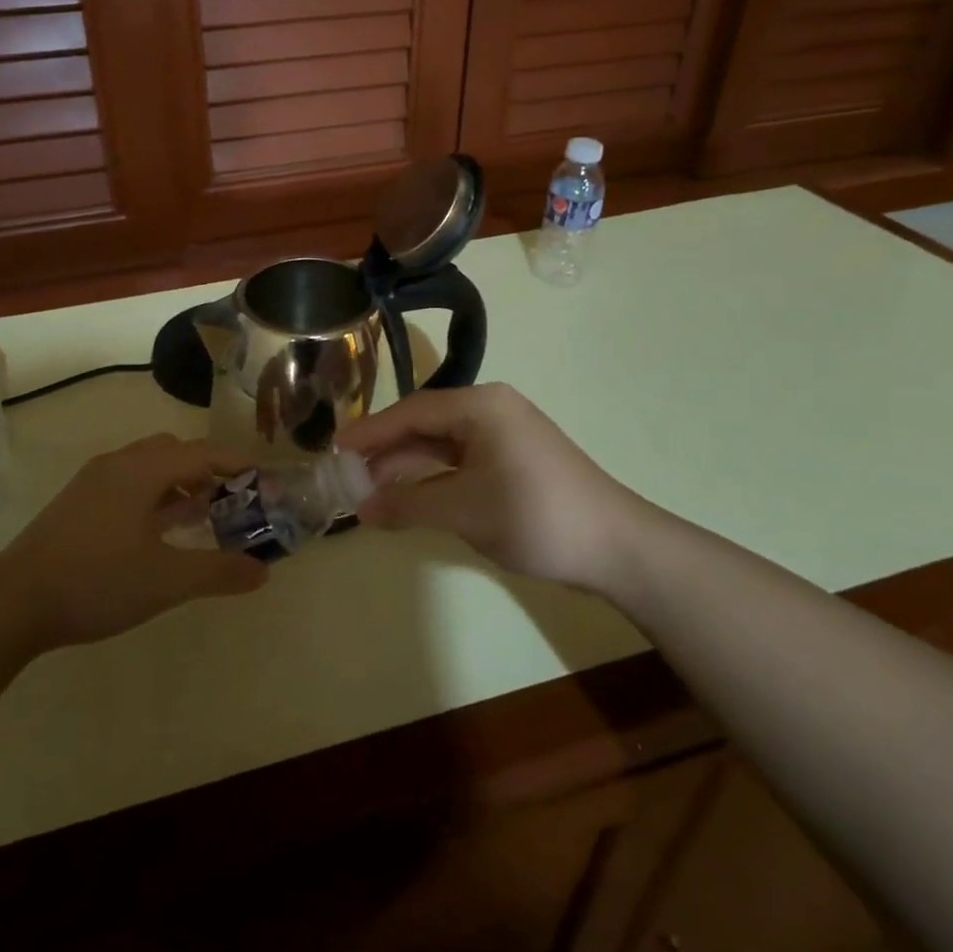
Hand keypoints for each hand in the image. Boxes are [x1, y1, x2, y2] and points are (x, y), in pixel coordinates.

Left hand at [0, 434, 269, 647]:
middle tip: (228, 498)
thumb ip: (218, 572)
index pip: (200, 453)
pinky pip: (126, 482)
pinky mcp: (76, 502)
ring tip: (197, 513)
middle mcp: (118, 464)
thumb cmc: (97, 581)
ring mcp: (92, 481)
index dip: (233, 463)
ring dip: (176, 482)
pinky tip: (154, 530)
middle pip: (172, 451)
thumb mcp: (166, 580)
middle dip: (204, 468)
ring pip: (146, 466)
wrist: (13, 601)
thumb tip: (263, 571)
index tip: (260, 476)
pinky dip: (151, 494)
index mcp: (142, 470)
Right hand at [338, 383, 636, 589]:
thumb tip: (361, 508)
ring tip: (370, 488)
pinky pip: (461, 458)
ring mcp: (504, 433)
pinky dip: (433, 476)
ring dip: (408, 464)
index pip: (411, 411)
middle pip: (424, 423)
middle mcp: (490, 408)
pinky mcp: (513, 458)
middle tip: (347, 473)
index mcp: (480, 405)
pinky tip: (411, 495)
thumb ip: (408, 504)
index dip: (370, 432)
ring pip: (441, 443)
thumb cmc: (536, 516)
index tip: (335, 448)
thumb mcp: (464, 510)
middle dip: (386, 449)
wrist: (617, 547)